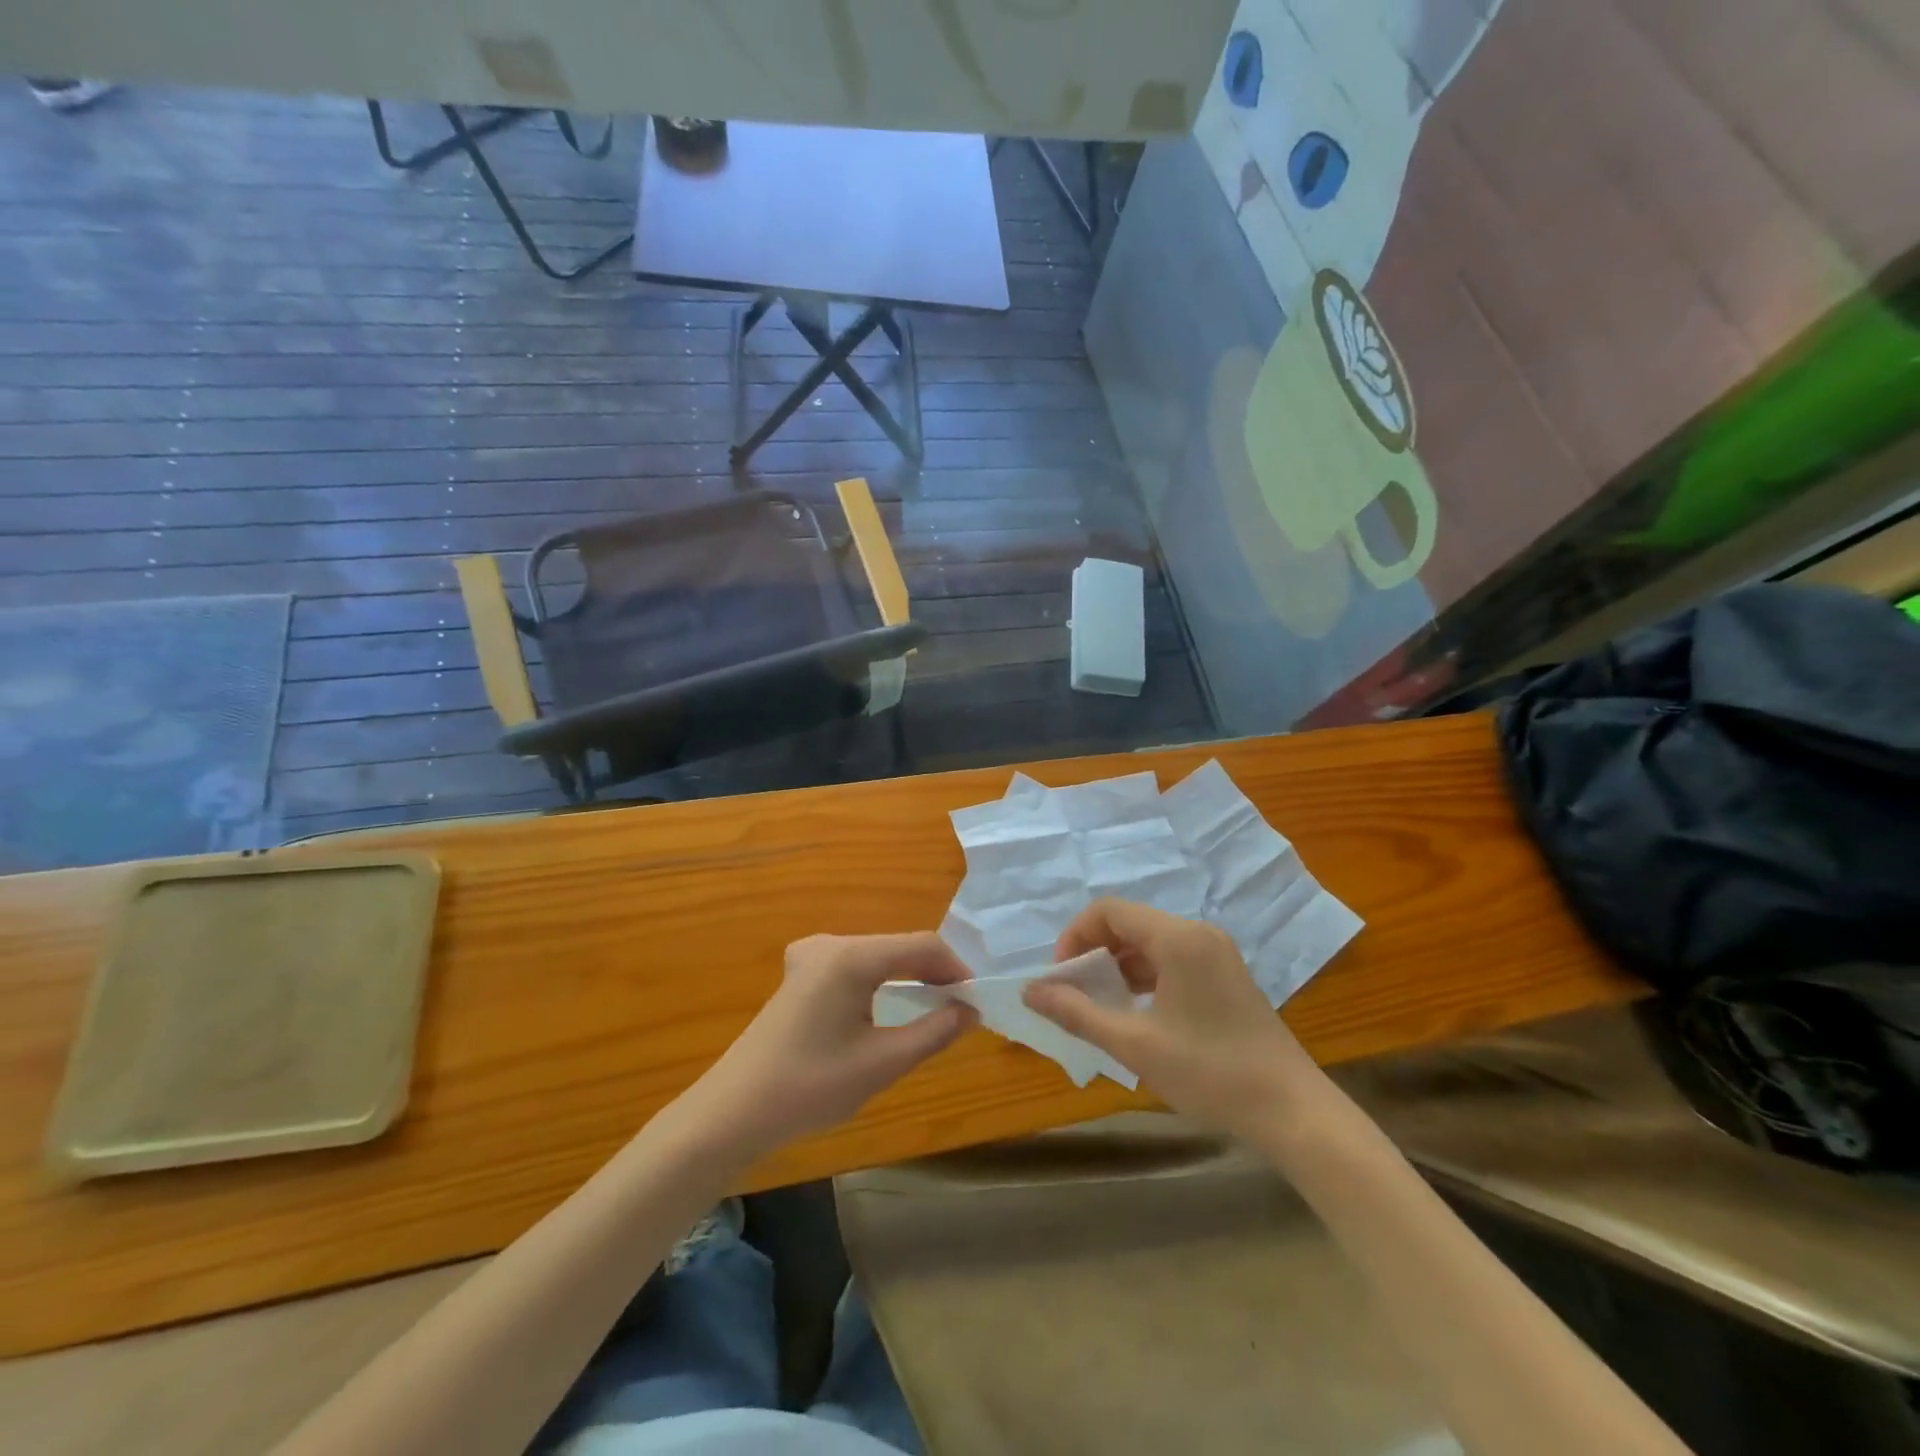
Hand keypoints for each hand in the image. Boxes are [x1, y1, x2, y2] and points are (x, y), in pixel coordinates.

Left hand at [694, 933, 976, 1154]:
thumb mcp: (882, 1063)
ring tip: (935, 1008)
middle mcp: (831, 943)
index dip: (955, 968)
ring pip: (878, 955)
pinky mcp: (801, 972)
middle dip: (933, 972)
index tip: (976, 1000)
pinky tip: (891, 1005)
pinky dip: (881, 980)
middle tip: (960, 1008)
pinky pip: (855, 965)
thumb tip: (970, 1011)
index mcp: (850, 956)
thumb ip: (933, 1032)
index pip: (921, 945)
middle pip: (898, 946)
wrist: (734, 1110)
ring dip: (908, 976)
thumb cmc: (810, 1087)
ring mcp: (811, 955)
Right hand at [1024, 900, 1326, 1139]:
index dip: (1074, 937)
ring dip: (1117, 965)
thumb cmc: (1209, 1072)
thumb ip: (1077, 1013)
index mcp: (1178, 938)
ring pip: (1149, 942)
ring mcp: (1216, 952)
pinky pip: (1171, 959)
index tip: (1060, 977)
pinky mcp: (1225, 974)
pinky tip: (1134, 1011)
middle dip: (1093, 952)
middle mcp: (1197, 933)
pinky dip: (1143, 975)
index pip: (1108, 910)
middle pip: (1128, 923)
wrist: (1291, 1111)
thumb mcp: (1134, 1044)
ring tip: (1098, 1005)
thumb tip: (1031, 991)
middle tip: (1074, 993)